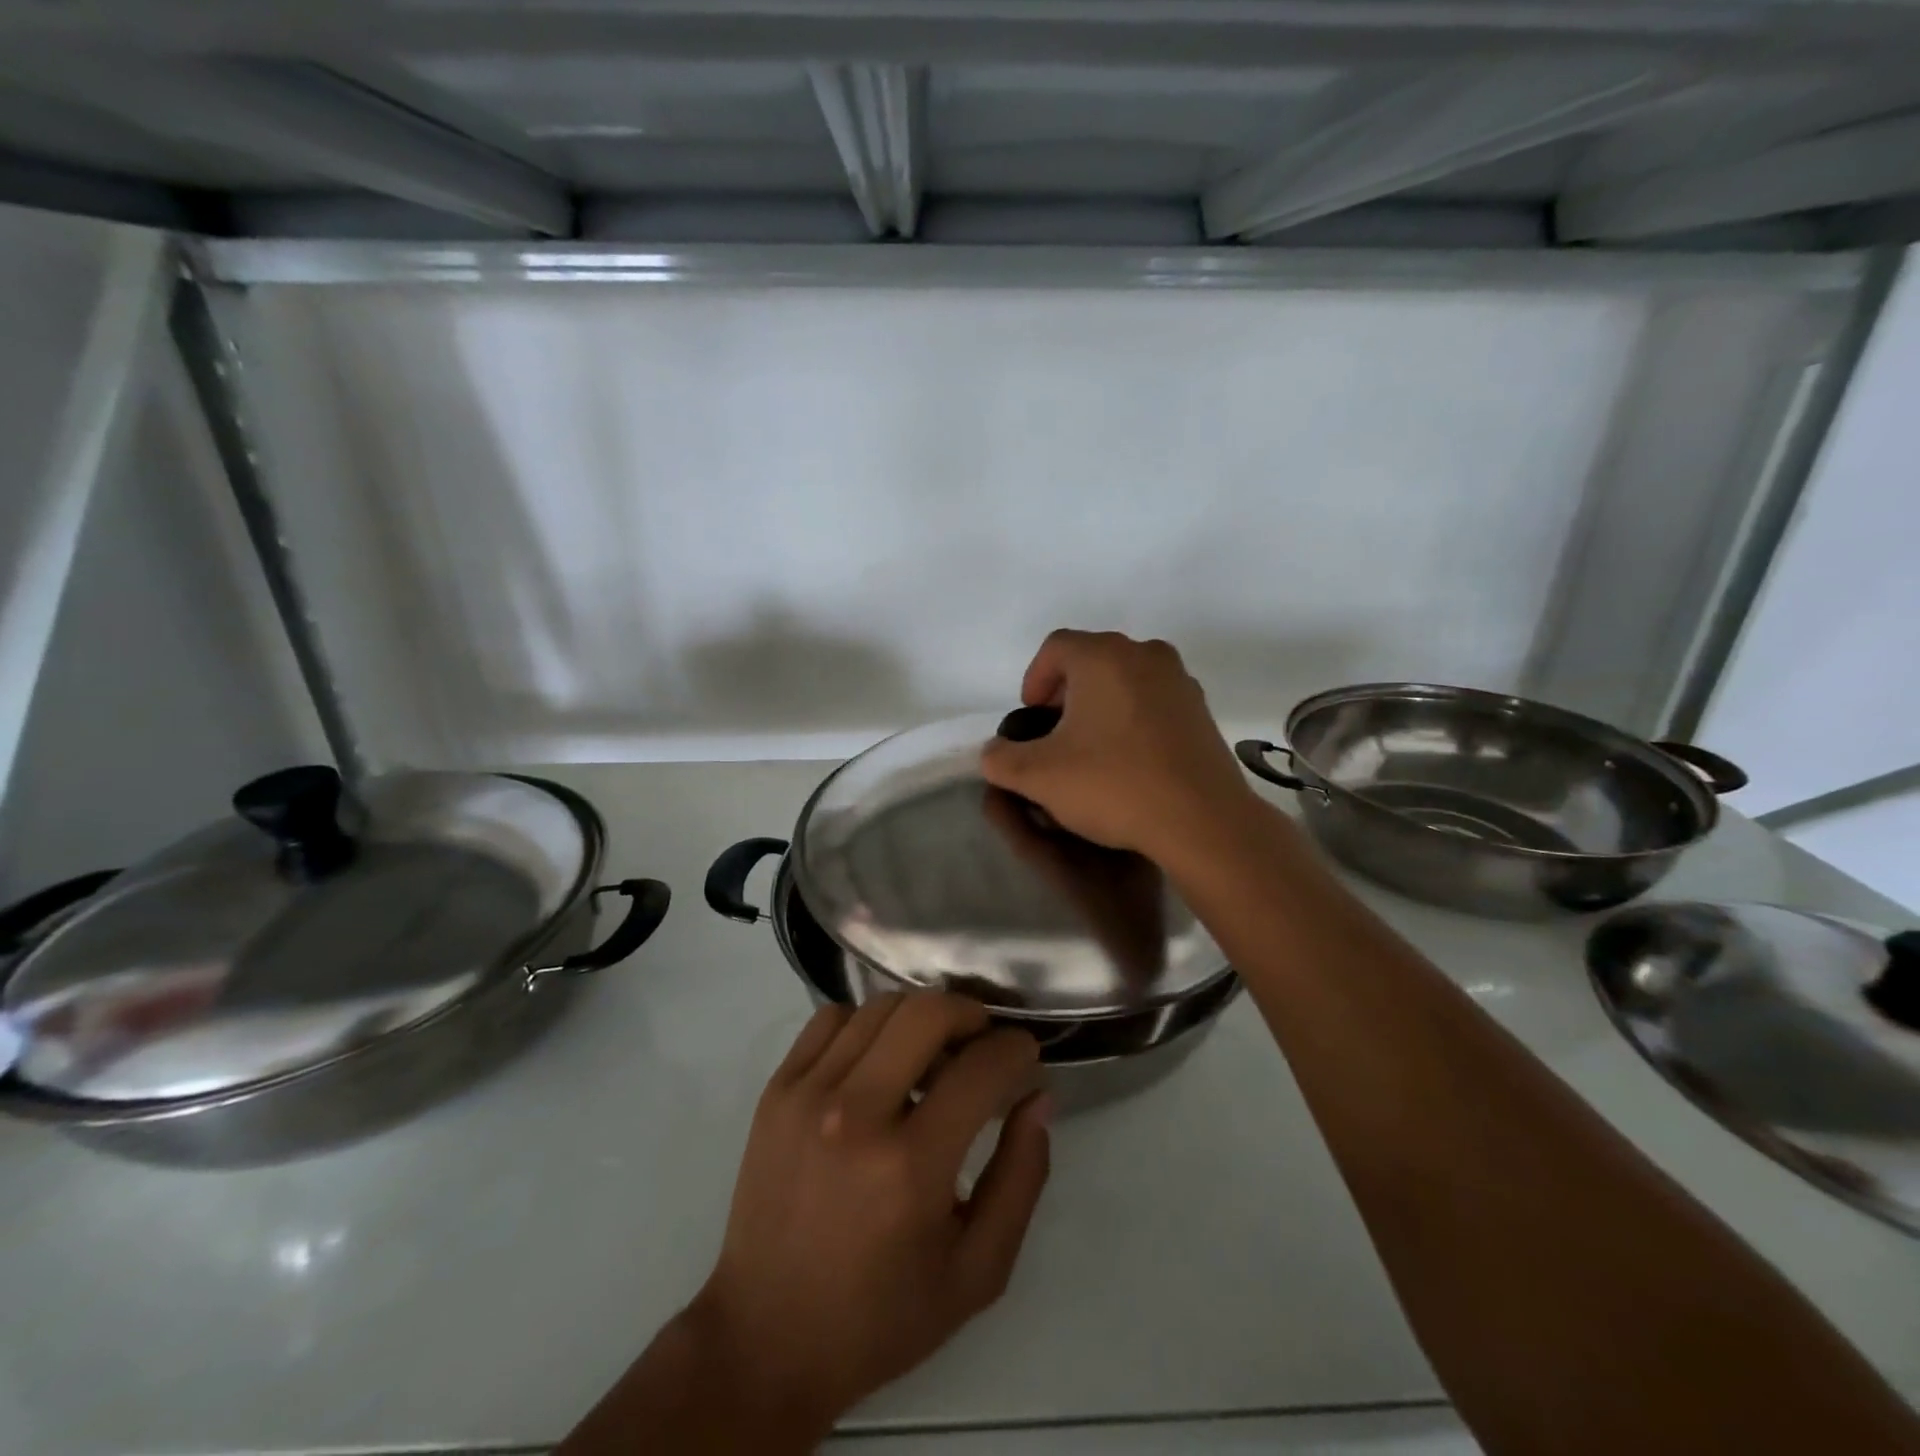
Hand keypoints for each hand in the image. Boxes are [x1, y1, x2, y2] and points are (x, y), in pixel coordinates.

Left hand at [689, 994, 1049, 1443]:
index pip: (981, 1067)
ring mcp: (807, 1094)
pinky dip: (865, 1023)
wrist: (767, 1340)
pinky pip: (831, 1018)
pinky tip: (876, 1060)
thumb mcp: (977, 1271)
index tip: (1024, 1055)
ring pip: (880, 1007)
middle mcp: (856, 1114)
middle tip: (981, 1040)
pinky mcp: (776, 1090)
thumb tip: (1038, 1097)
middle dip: (969, 1013)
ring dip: (919, 1018)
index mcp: (911, 1166)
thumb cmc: (882, 1316)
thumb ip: (1021, 1177)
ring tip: (930, 1054)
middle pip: (927, 1012)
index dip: (1016, 1049)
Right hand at [980, 630, 1260, 863]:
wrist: (1201, 821)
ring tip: (1091, 748)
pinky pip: (1154, 701)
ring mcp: (1180, 681)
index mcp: (1103, 657)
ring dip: (1101, 704)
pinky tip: (1129, 760)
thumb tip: (993, 753)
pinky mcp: (1202, 710)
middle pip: (1092, 659)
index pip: (1055, 647)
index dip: (1034, 679)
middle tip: (1055, 734)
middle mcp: (1145, 654)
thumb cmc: (1113, 785)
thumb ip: (1000, 759)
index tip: (1030, 718)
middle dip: (1066, 692)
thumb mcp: (1038, 777)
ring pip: (1125, 679)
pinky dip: (1133, 718)